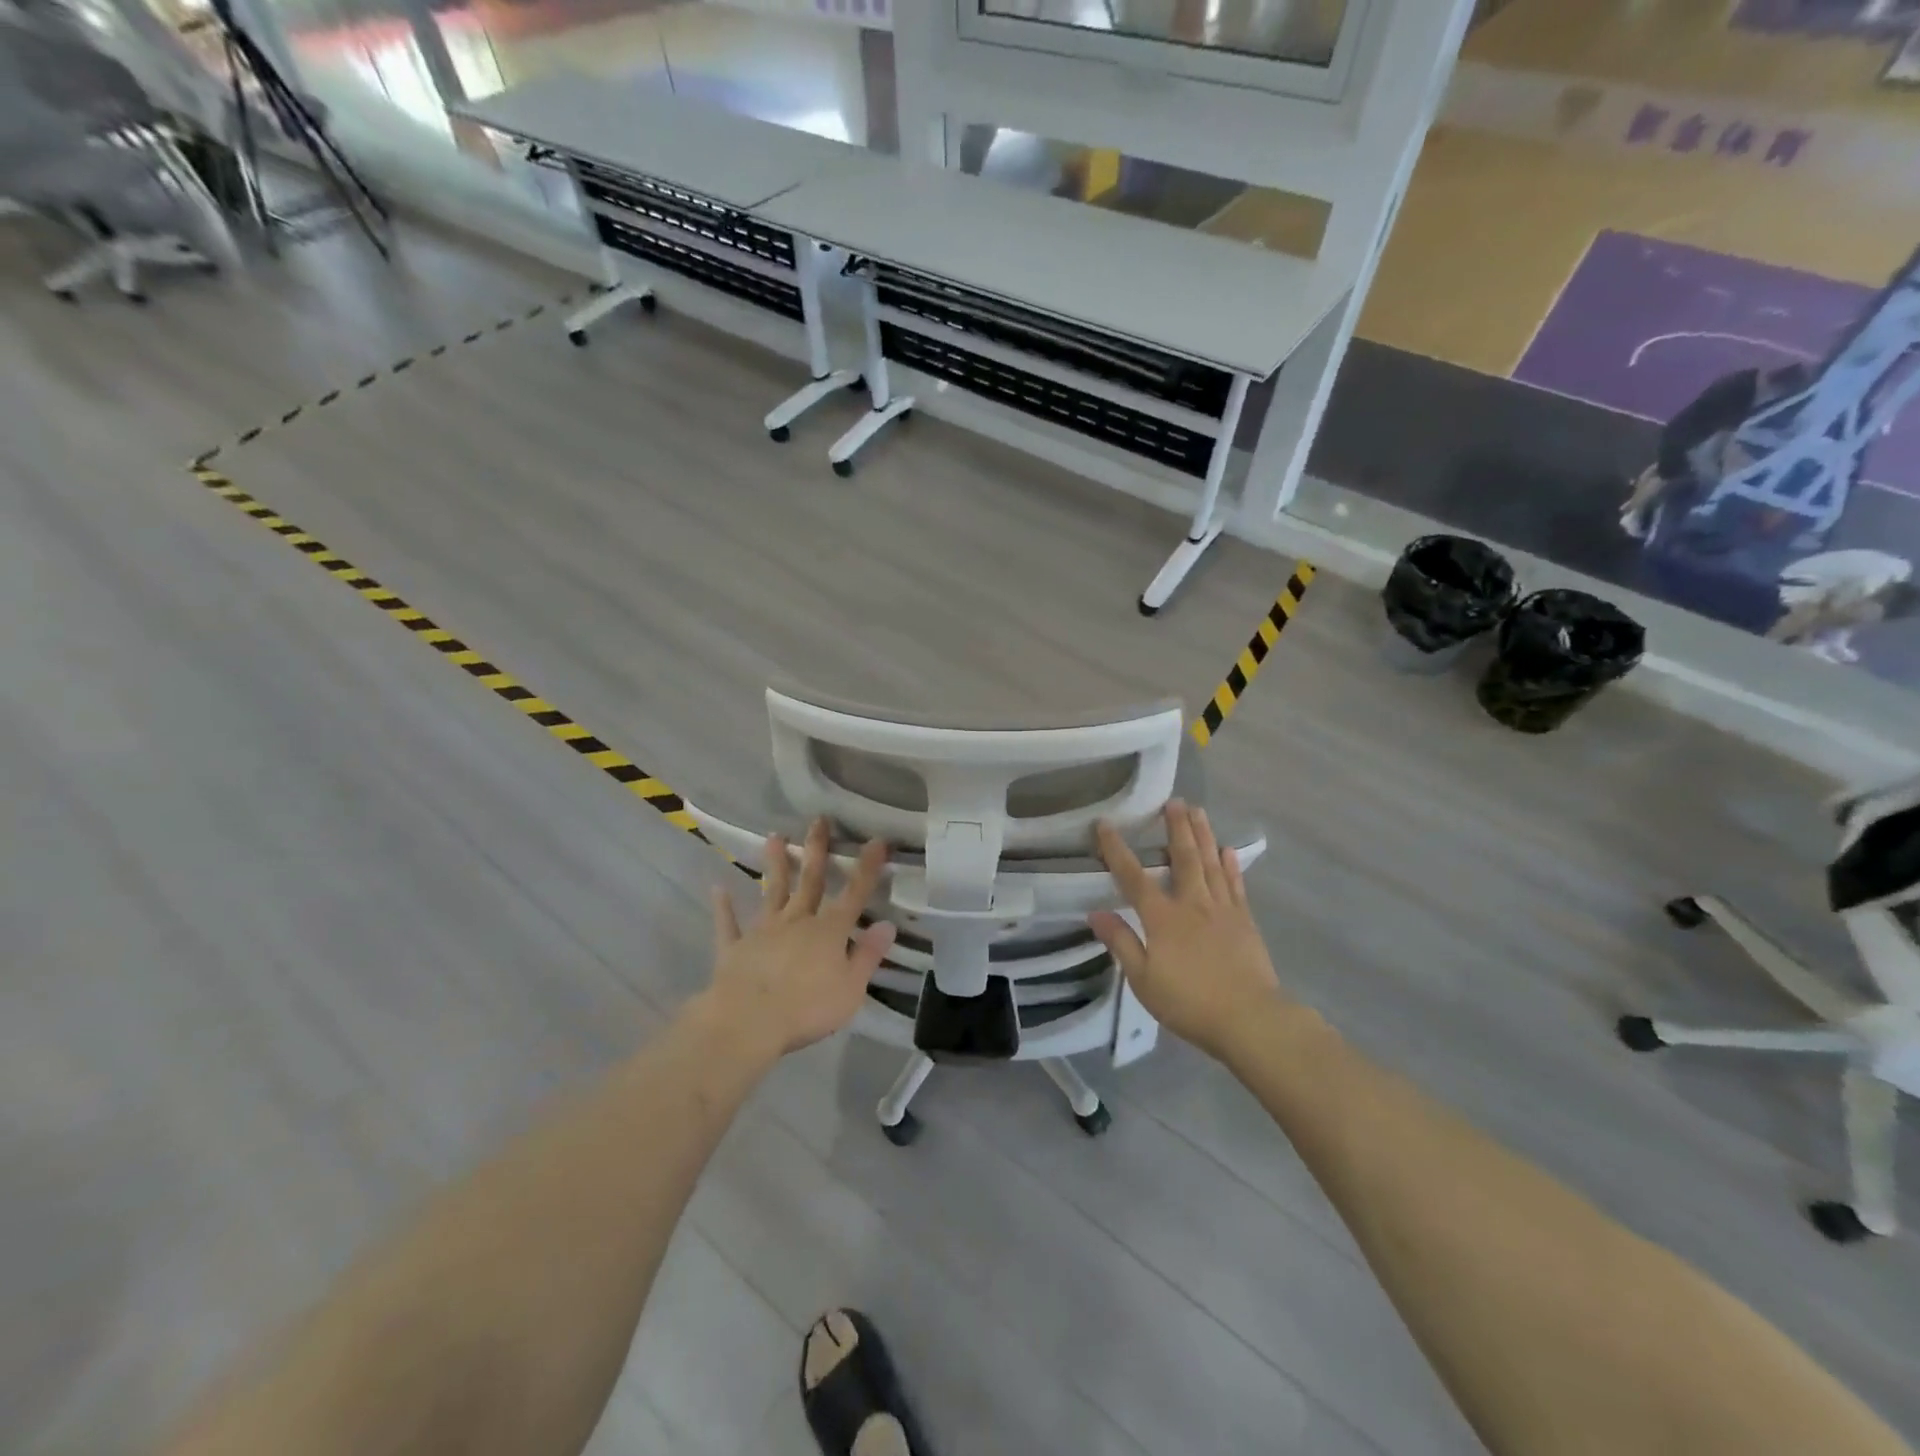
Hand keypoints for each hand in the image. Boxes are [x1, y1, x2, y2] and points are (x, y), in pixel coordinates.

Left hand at [701, 818, 896, 1059]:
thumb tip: (888, 925)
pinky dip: (724, 907)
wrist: (748, 1022)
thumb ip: (868, 955)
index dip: (867, 868)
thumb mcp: (851, 988)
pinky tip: (718, 888)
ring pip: (772, 892)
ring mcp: (763, 931)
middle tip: (818, 820)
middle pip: (810, 881)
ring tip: (774, 837)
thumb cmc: (807, 1008)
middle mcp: (797, 921)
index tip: (876, 840)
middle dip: (816, 850)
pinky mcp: (735, 948)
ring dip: (775, 865)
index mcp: (829, 932)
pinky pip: (729, 924)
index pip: (854, 895)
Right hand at [1089, 802, 1284, 1060]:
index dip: (1116, 850)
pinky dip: (1230, 865)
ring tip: (1198, 811)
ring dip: (1202, 834)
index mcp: (1162, 917)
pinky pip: (1235, 884)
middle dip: (1175, 827)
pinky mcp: (1244, 921)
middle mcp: (1192, 903)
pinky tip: (1227, 850)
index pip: (1133, 877)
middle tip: (1173, 801)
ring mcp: (1222, 909)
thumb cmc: (1189, 1002)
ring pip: (1210, 863)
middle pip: (1182, 857)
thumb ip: (1121, 942)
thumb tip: (1095, 912)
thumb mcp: (1143, 979)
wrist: (1249, 1019)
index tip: (1105, 824)